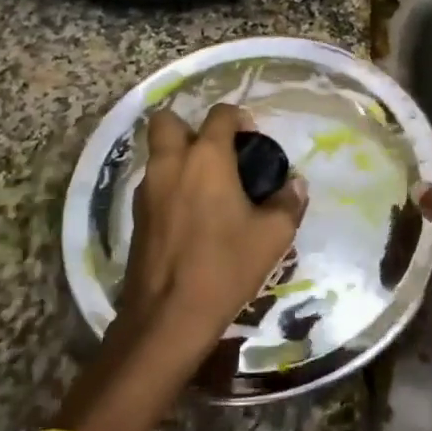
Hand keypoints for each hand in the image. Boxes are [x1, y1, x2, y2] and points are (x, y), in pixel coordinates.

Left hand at [120, 103, 307, 354]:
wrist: (168, 316)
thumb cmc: (225, 266)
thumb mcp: (273, 236)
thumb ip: (288, 202)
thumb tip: (295, 184)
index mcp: (206, 158)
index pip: (220, 114)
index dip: (239, 119)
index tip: (253, 142)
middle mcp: (171, 163)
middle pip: (168, 121)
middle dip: (191, 128)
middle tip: (217, 155)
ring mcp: (147, 189)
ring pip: (158, 153)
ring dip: (179, 158)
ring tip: (208, 188)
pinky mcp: (136, 215)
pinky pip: (153, 183)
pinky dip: (170, 186)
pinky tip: (191, 216)